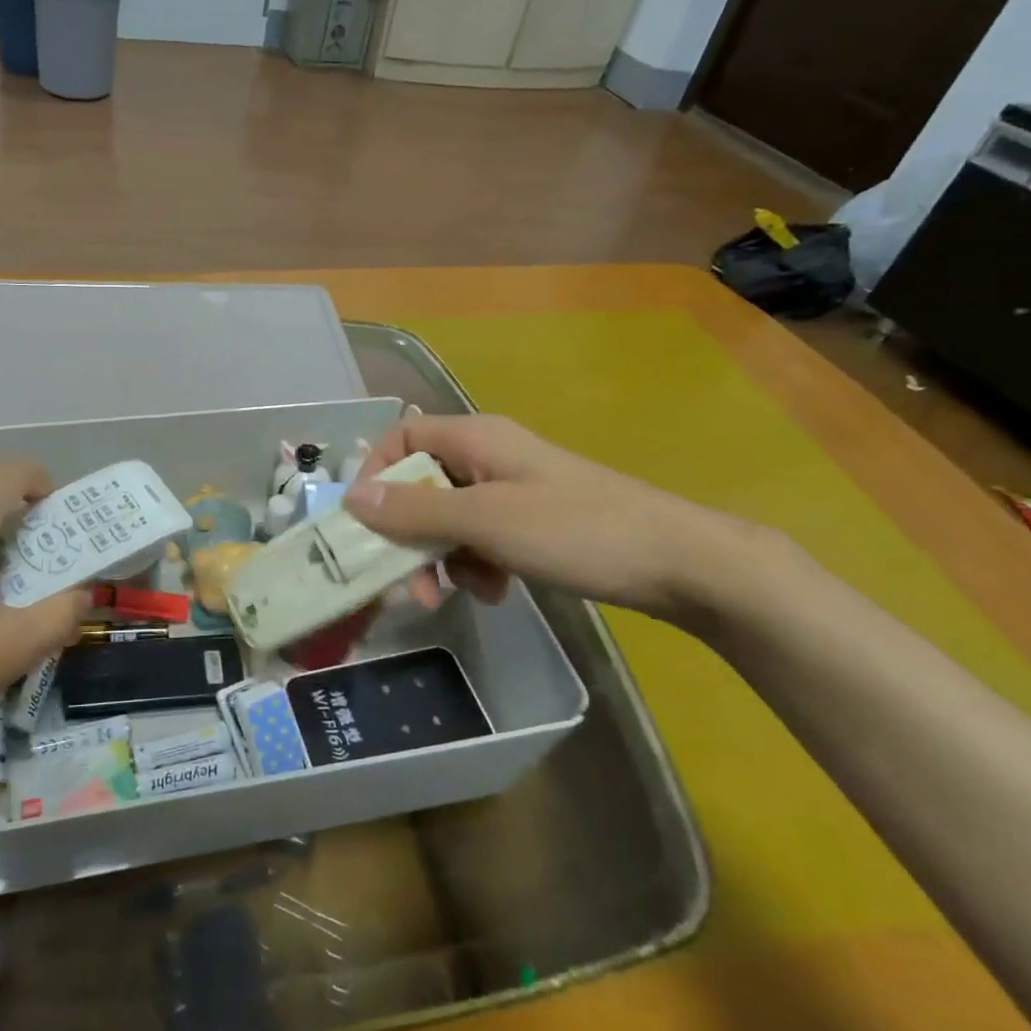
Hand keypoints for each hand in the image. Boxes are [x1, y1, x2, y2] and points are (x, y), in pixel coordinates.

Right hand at [343, 414, 760, 622]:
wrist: (680, 564)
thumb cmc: (577, 531)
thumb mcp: (486, 520)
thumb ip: (416, 510)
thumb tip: (351, 498)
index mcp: (475, 439)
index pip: (401, 437)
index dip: (376, 474)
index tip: (364, 524)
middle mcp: (487, 456)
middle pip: (420, 484)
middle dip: (408, 534)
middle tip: (408, 584)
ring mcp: (510, 490)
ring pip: (448, 518)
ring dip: (443, 557)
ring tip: (463, 592)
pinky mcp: (530, 522)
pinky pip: (480, 538)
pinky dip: (477, 564)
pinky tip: (497, 591)